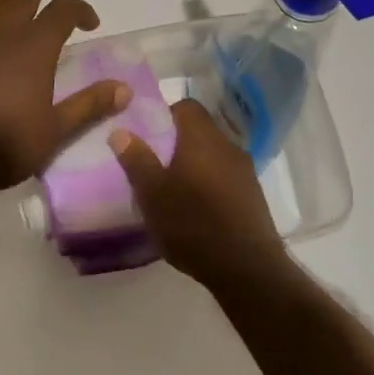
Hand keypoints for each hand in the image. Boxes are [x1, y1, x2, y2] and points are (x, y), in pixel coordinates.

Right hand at [109, 99, 290, 292]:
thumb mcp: (152, 194)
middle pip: (200, 131)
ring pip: (213, 155)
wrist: (246, 268)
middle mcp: (228, 146)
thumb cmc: (192, 224)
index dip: (165, 115)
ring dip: (194, 165)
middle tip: (154, 165)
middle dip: (177, 143)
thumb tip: (120, 131)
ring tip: (173, 190)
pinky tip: (197, 210)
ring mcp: (245, 171)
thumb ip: (136, 159)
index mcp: (202, 139)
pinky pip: (225, 176)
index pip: (186, 107)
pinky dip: (209, 184)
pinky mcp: (253, 195)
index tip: (147, 135)